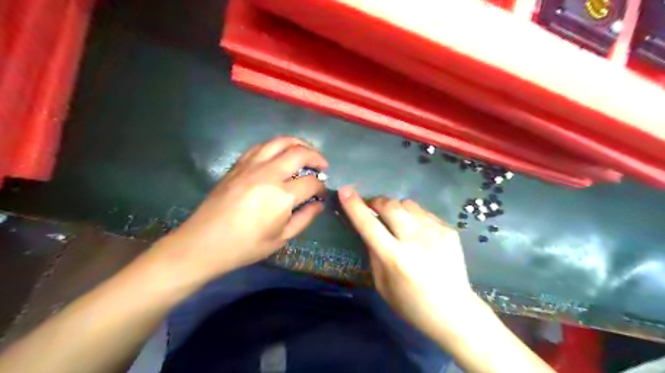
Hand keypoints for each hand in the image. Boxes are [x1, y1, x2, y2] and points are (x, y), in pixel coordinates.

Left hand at [159, 137, 329, 282]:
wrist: (203, 243)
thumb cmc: (245, 246)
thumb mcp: (281, 239)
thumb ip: (304, 218)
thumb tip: (319, 204)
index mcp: (281, 196)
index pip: (311, 183)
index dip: (321, 187)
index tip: (322, 193)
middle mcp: (268, 174)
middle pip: (299, 153)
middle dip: (316, 157)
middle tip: (322, 166)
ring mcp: (251, 166)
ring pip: (280, 142)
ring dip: (298, 144)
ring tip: (305, 152)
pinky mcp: (238, 165)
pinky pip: (261, 146)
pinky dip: (276, 146)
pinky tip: (280, 153)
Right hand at [340, 186, 480, 340]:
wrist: (454, 310)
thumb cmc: (411, 303)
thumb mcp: (382, 284)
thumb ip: (373, 253)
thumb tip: (368, 228)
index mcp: (395, 258)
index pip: (369, 225)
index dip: (354, 206)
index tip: (345, 191)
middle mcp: (415, 240)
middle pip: (390, 206)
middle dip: (377, 202)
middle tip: (373, 207)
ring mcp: (435, 232)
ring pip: (408, 204)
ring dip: (395, 207)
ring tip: (396, 220)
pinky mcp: (449, 230)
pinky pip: (423, 212)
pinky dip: (413, 216)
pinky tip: (416, 231)